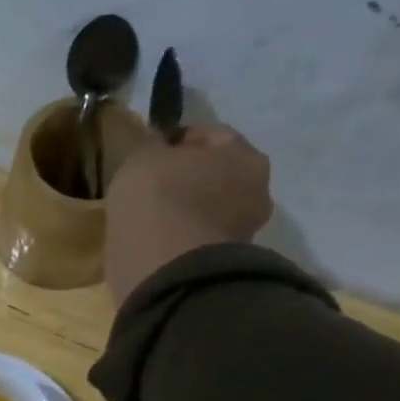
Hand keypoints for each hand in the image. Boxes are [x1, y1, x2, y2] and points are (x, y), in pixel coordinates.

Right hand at [104, 121, 272, 305]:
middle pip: (218, 174)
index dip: (180, 139)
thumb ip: (152, 145)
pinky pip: (201, 237)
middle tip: (155, 184)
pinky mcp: (225, 261)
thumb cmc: (158, 196)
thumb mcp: (142, 156)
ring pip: (211, 208)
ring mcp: (245, 229)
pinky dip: (184, 235)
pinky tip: (160, 238)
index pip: (212, 135)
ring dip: (188, 208)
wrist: (164, 264)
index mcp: (244, 154)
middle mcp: (257, 189)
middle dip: (190, 176)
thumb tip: (158, 144)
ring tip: (154, 215)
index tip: (152, 150)